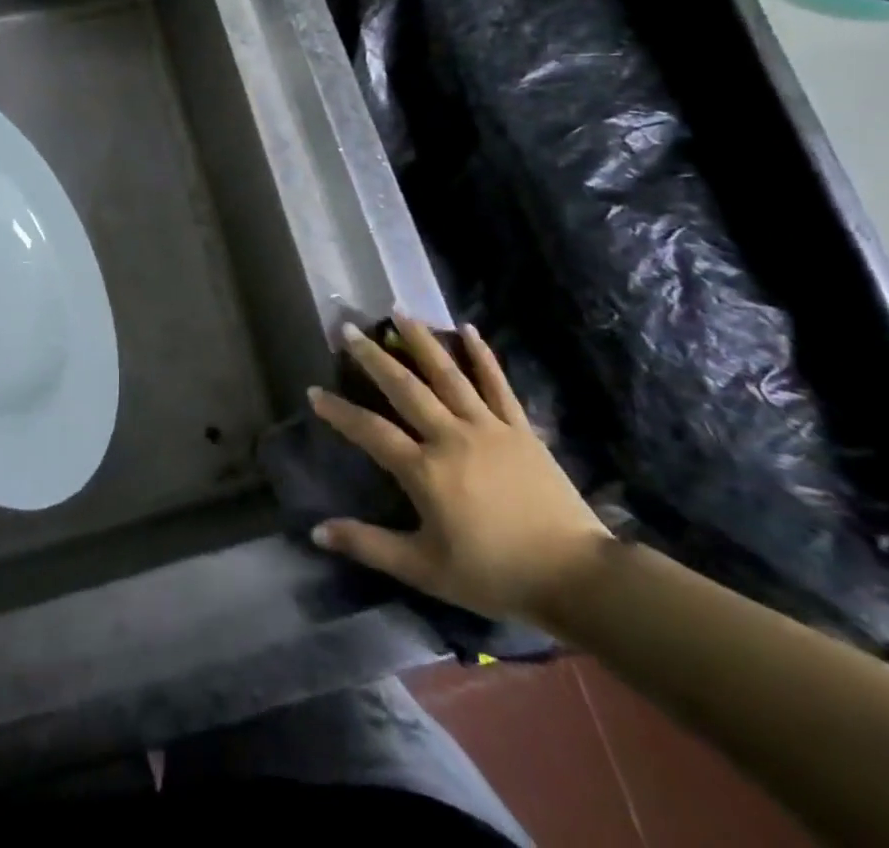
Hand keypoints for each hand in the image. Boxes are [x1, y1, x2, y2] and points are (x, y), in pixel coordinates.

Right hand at [309, 315, 608, 627]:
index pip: (370, 431)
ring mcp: (487, 427)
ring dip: (420, 340)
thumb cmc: (494, 575)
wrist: (575, 577)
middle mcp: (450, 436)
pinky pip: (497, 384)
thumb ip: (369, 545)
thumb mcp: (424, 569)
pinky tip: (468, 329)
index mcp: (424, 470)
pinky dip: (482, 355)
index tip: (313, 391)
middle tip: (349, 329)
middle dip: (372, 357)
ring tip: (398, 311)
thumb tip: (317, 531)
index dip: (339, 411)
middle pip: (404, 387)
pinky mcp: (519, 429)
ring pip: (447, 374)